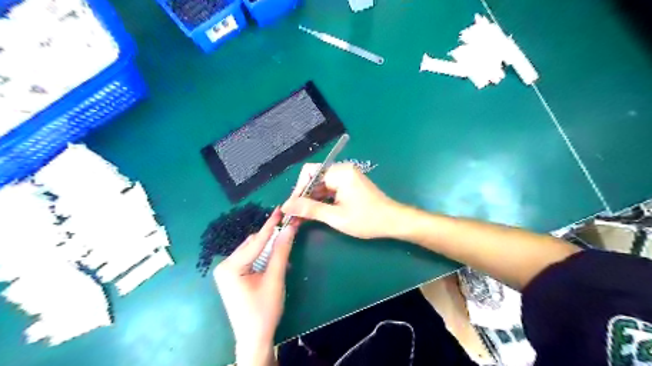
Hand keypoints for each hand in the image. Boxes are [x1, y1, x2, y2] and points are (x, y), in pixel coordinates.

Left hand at [213, 208, 296, 365]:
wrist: (255, 337)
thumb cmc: (264, 310)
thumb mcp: (274, 278)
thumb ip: (281, 251)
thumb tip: (289, 228)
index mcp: (231, 266)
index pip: (256, 241)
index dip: (271, 225)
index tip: (281, 209)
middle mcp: (225, 265)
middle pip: (253, 244)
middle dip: (271, 237)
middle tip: (289, 226)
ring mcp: (228, 271)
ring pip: (253, 250)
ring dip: (269, 247)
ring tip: (285, 243)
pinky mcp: (234, 276)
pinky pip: (251, 259)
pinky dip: (264, 256)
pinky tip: (275, 258)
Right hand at [281, 163, 402, 239]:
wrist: (393, 221)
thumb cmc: (367, 220)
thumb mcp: (336, 217)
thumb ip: (310, 209)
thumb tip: (286, 206)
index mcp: (340, 173)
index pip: (309, 173)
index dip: (298, 190)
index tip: (291, 208)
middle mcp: (342, 169)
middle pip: (314, 178)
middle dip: (303, 196)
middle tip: (294, 215)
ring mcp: (346, 176)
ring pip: (320, 184)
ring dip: (311, 199)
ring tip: (301, 217)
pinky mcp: (349, 184)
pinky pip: (329, 188)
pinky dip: (321, 200)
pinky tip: (315, 213)